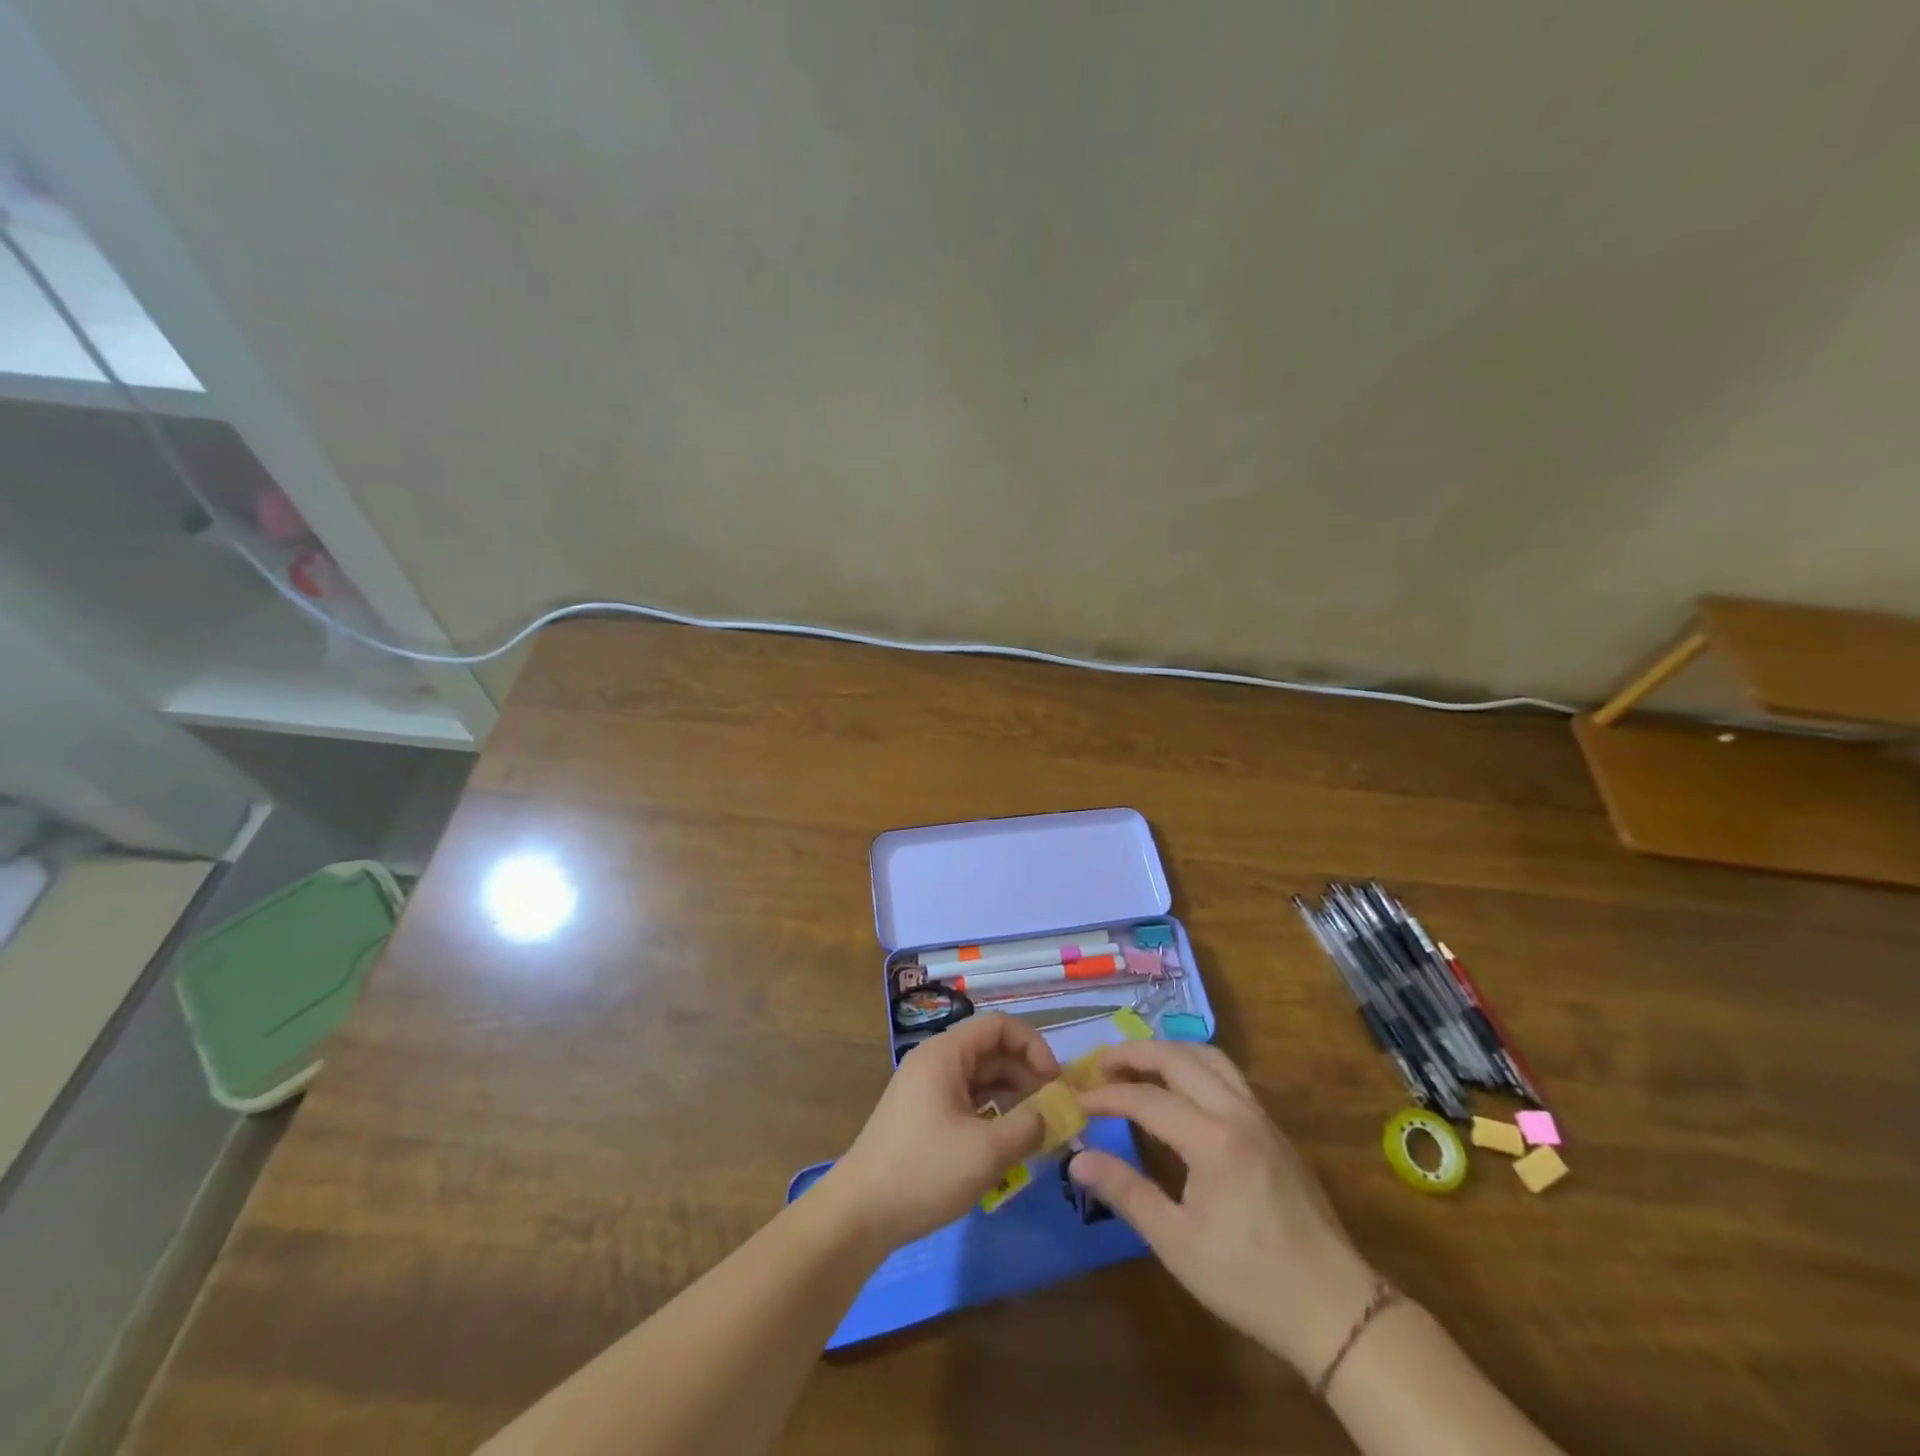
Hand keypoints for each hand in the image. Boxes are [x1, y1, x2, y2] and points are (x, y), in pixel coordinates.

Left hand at [825, 1013, 1059, 1247]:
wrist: (858, 1214)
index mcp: (945, 1053)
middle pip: (991, 1050)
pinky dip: (992, 1113)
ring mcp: (927, 1089)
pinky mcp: (923, 1117)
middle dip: (1026, 1074)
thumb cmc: (924, 1171)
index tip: (1055, 1081)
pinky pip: (967, 1100)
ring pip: (980, 1078)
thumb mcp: (986, 1151)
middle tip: (1054, 1109)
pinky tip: (1009, 1143)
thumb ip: (1028, 1127)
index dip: (1033, 1045)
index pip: (999, 1025)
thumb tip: (1054, 1114)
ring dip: (1012, 1096)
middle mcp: (935, 1061)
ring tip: (1038, 1128)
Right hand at [1067, 1040, 1379, 1376]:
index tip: (1077, 1099)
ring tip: (1136, 1067)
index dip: (1107, 1095)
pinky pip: (1228, 1075)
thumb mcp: (1177, 1243)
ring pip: (1208, 1057)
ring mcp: (1261, 1117)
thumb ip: (1126, 1192)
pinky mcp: (1274, 1129)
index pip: (1147, 1098)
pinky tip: (1180, 1090)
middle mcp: (1237, 1112)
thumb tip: (1077, 1160)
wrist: (1336, 1309)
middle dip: (1134, 1054)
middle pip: (1178, 1058)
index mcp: (1212, 1139)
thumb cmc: (1250, 1281)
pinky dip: (1194, 1067)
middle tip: (1099, 1066)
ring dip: (1167, 1053)